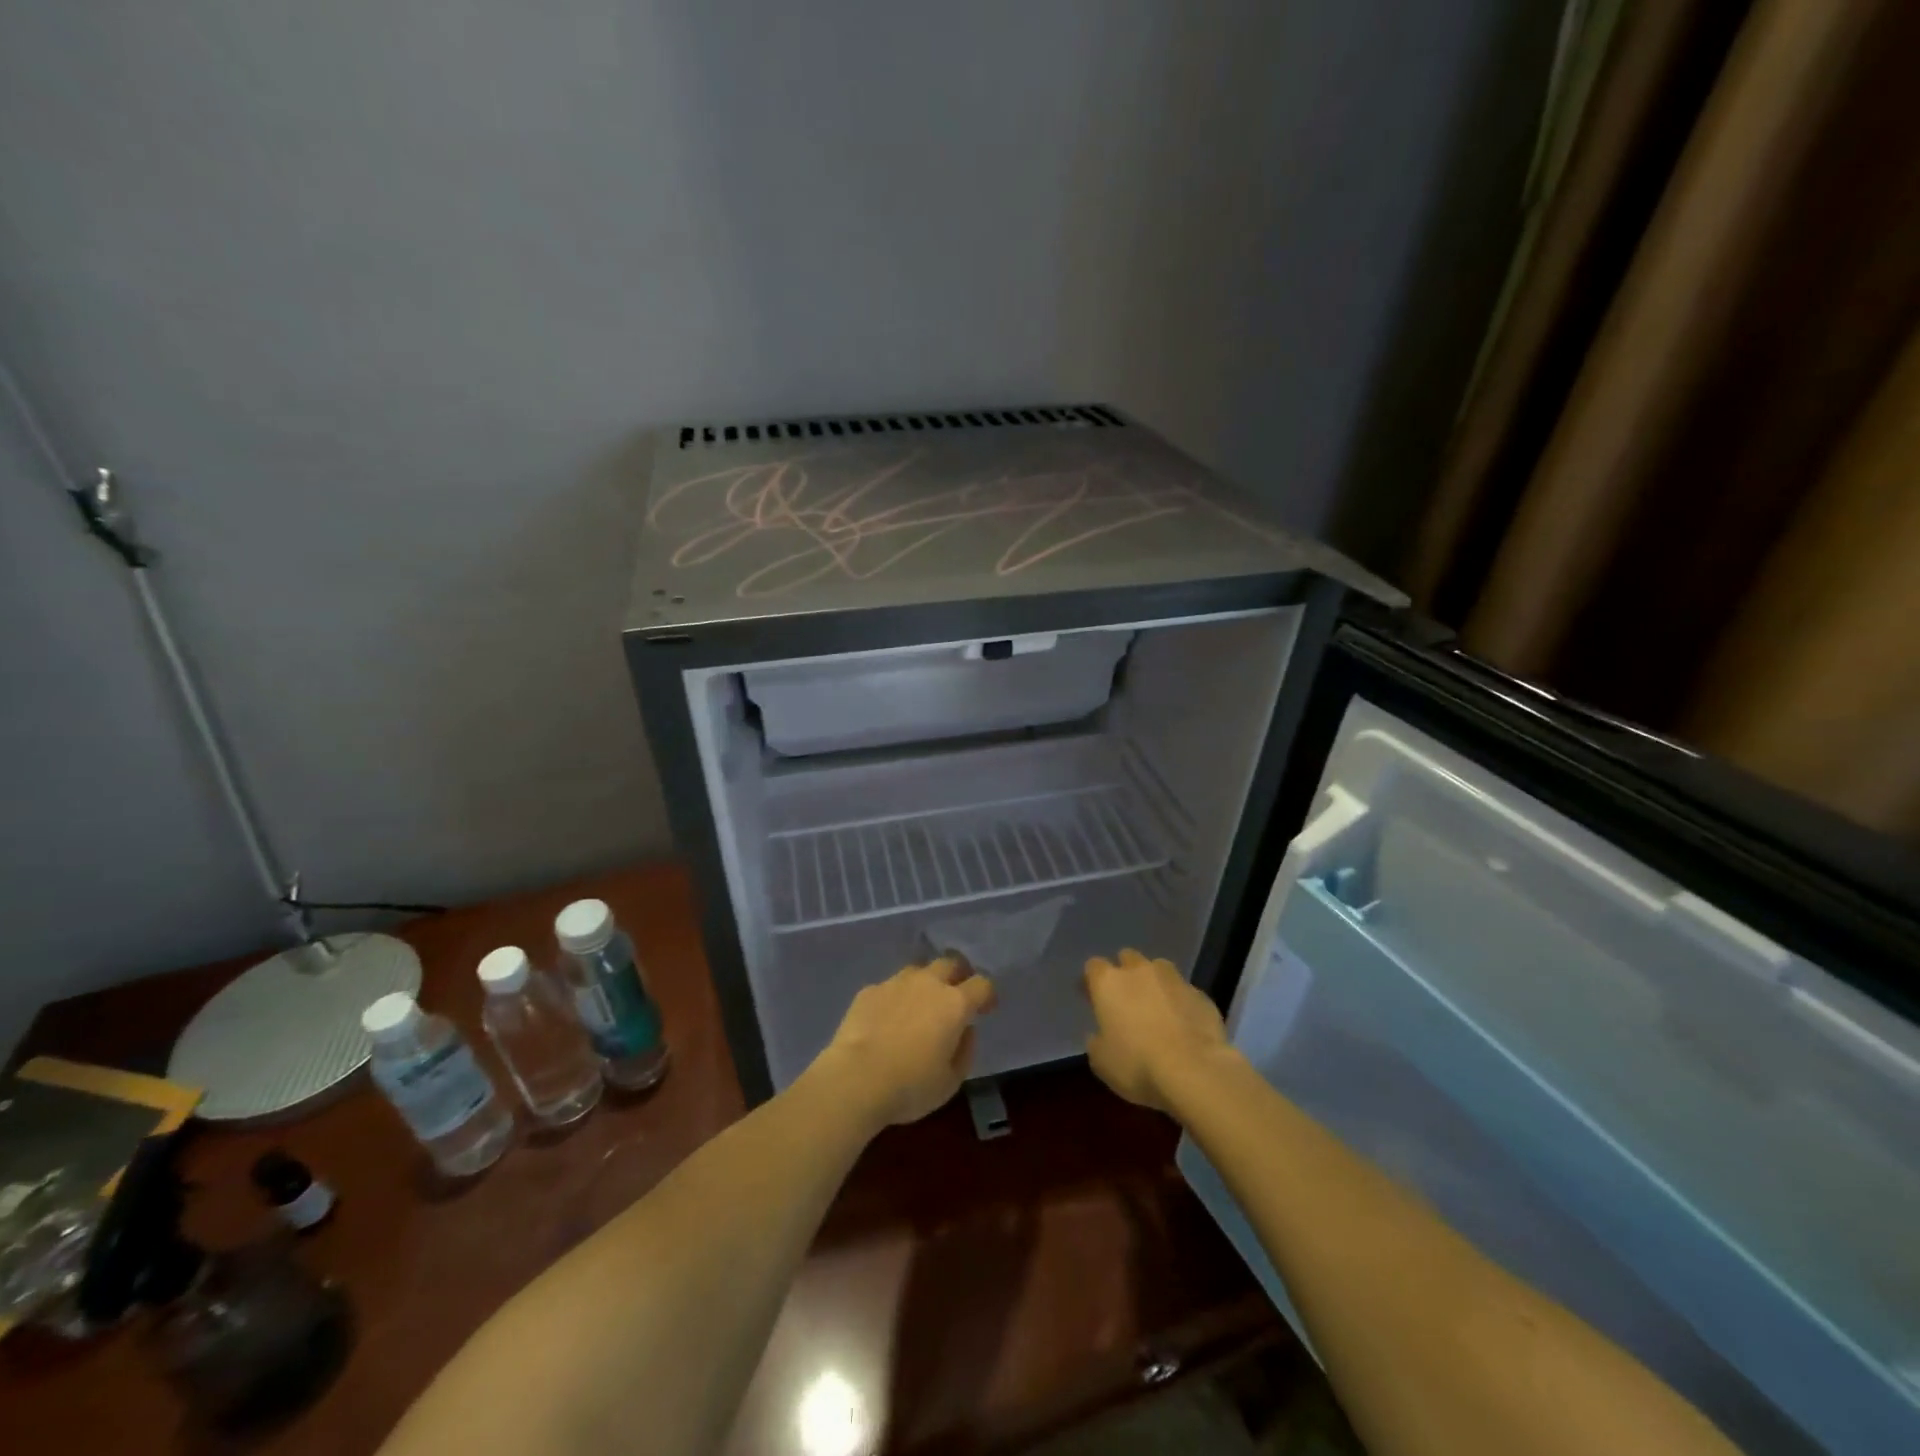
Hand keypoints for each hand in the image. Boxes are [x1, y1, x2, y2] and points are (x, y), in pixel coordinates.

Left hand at [813, 958, 996, 1127]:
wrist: (854, 1080)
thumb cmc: (910, 1086)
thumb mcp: (950, 1081)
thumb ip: (965, 1051)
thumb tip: (964, 1031)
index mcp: (954, 1004)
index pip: (982, 984)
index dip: (987, 995)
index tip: (986, 1009)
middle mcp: (927, 983)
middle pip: (950, 963)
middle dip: (958, 975)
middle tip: (955, 995)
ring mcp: (896, 982)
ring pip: (918, 971)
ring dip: (925, 984)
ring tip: (918, 1008)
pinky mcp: (869, 990)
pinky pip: (890, 987)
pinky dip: (895, 998)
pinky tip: (887, 1020)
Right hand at [1083, 948, 1232, 1111]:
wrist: (1195, 1071)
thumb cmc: (1137, 1065)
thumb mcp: (1102, 1061)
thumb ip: (1097, 1041)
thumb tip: (1100, 1035)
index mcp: (1108, 982)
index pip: (1093, 966)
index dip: (1091, 981)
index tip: (1091, 998)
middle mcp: (1140, 971)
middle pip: (1127, 958)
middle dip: (1125, 973)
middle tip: (1125, 1000)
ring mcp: (1174, 979)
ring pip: (1159, 969)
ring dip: (1154, 982)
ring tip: (1156, 1008)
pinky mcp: (1201, 995)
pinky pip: (1184, 992)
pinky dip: (1180, 1002)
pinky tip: (1183, 1025)